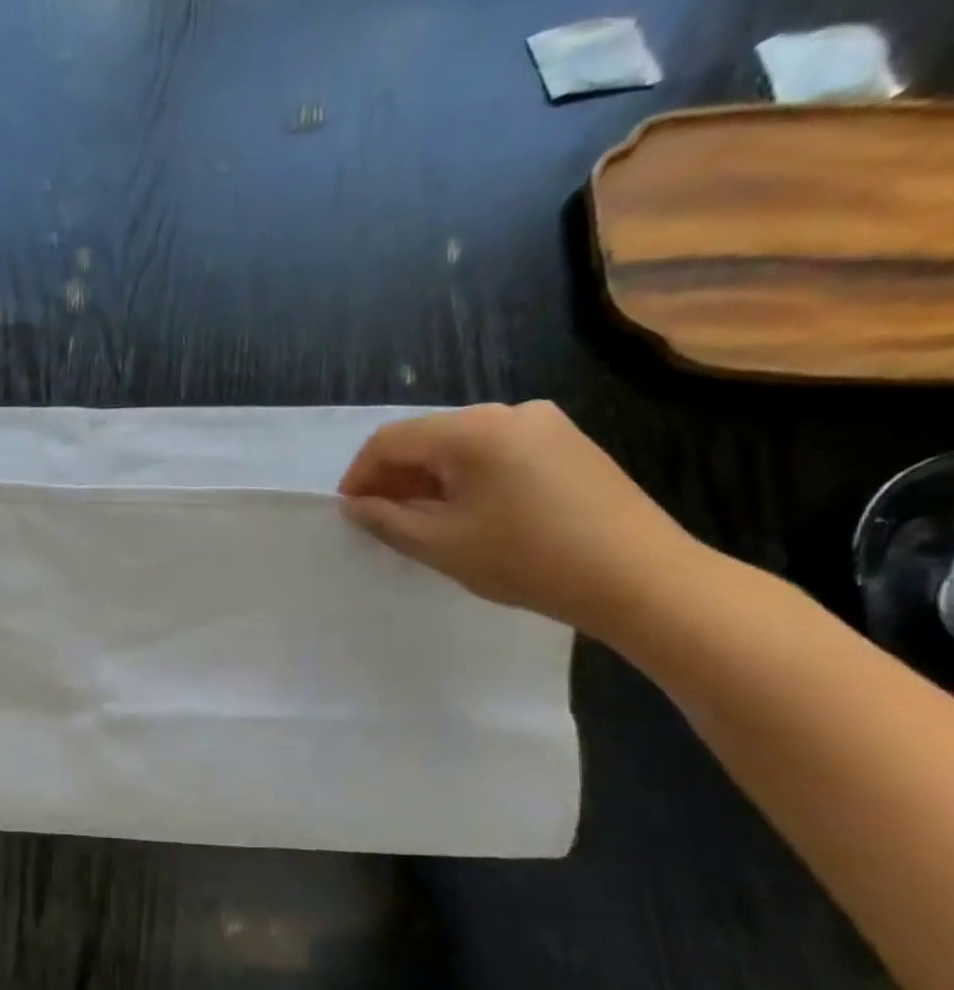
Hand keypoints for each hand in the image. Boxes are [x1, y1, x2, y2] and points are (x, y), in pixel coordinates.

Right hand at [338, 401, 699, 637]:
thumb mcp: (438, 544)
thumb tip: (355, 505)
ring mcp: (545, 425)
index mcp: (471, 430)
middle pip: (428, 437)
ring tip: (424, 521)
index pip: (390, 440)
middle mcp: (508, 412)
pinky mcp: (569, 445)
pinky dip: (468, 479)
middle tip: (382, 520)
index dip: (360, 474)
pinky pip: (498, 453)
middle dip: (395, 477)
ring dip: (431, 479)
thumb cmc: (524, 558)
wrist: (639, 577)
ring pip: (463, 446)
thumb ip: (385, 519)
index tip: (350, 512)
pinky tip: (470, 514)